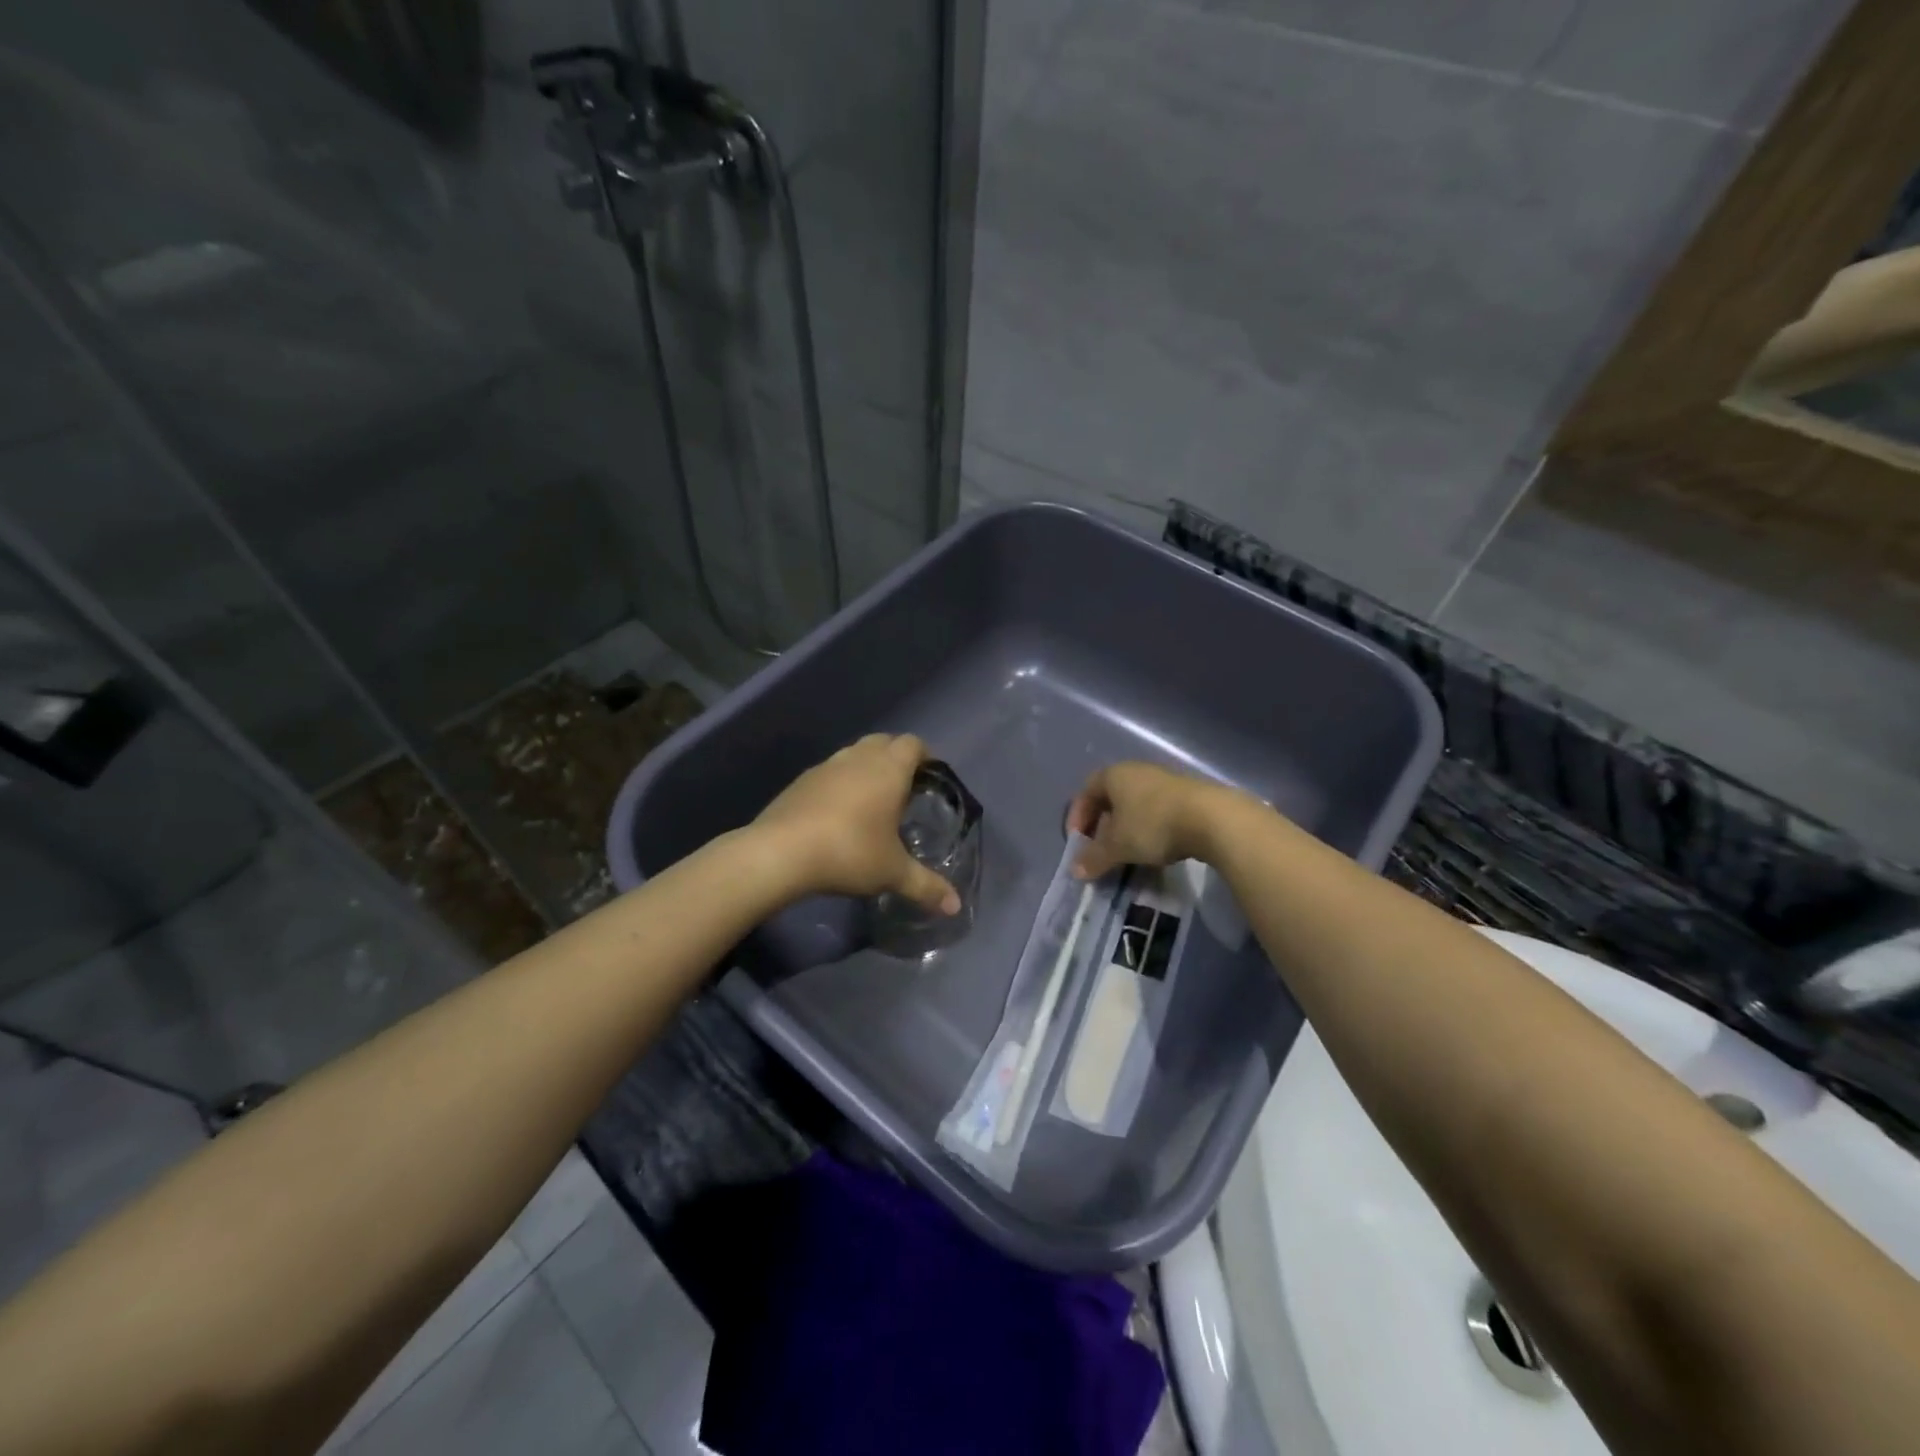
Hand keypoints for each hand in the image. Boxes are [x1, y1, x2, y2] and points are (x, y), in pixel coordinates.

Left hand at [754, 734, 960, 913]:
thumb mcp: (892, 873)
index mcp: (888, 769)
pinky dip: (841, 783)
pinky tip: (838, 814)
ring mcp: (826, 766)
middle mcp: (858, 758)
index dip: (925, 756)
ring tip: (872, 801)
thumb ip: (926, 886)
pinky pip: (830, 772)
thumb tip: (955, 906)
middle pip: (884, 741)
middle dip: (897, 758)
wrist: (780, 852)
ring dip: (867, 768)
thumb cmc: (849, 852)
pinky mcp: (800, 781)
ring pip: (854, 754)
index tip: (930, 778)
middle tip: (905, 789)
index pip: (913, 744)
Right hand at [1066, 762, 1231, 879]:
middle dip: (1102, 825)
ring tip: (1127, 854)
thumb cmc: (1153, 825)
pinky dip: (1149, 829)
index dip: (1077, 817)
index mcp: (1114, 775)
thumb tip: (1075, 870)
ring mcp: (1164, 781)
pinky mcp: (1187, 795)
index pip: (1086, 791)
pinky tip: (1155, 850)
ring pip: (1135, 805)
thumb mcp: (1117, 846)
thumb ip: (1094, 857)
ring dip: (1126, 829)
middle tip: (1101, 850)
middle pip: (1111, 798)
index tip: (1078, 842)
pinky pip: (1157, 811)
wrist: (1212, 818)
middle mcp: (1137, 771)